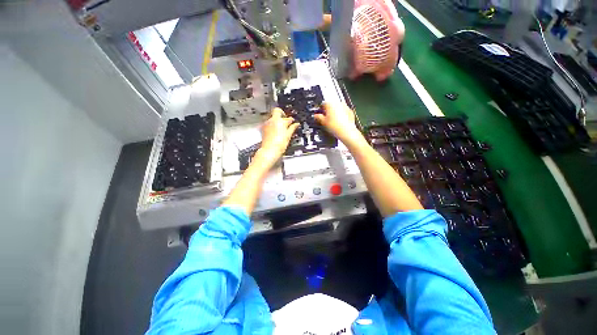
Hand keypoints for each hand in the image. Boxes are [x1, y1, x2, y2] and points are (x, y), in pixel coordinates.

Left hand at [255, 108, 298, 167]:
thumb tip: (296, 124)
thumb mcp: (288, 135)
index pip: (285, 115)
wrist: (270, 151)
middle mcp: (271, 120)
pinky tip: (277, 132)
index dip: (290, 118)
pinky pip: (269, 124)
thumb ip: (292, 128)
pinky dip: (274, 126)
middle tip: (287, 123)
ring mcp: (266, 124)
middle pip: (277, 113)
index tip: (292, 122)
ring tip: (282, 129)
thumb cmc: (278, 144)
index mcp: (278, 120)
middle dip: (282, 117)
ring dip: (278, 122)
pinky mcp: (264, 129)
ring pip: (273, 119)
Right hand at [314, 102, 363, 144]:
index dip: (320, 109)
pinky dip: (341, 116)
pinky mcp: (350, 112)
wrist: (346, 132)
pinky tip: (339, 122)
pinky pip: (344, 112)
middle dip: (328, 111)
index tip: (319, 114)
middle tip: (326, 119)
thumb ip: (318, 117)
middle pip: (331, 105)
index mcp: (330, 104)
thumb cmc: (335, 127)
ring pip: (337, 108)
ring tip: (333, 121)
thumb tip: (316, 116)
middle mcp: (338, 103)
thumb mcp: (323, 122)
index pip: (323, 104)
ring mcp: (345, 107)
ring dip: (335, 113)